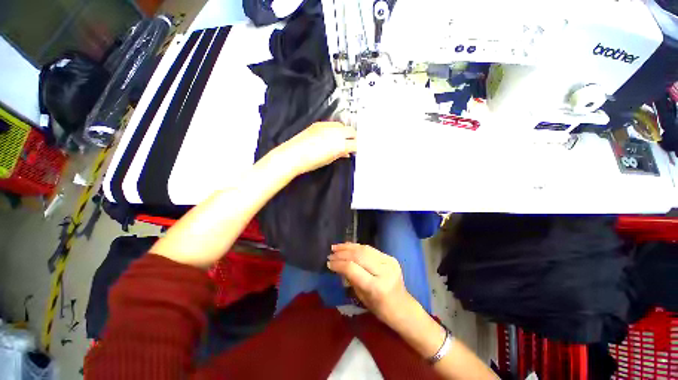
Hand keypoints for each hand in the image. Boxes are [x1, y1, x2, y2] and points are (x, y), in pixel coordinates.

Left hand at [278, 122, 356, 174]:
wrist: (293, 155)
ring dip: (344, 132)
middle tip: (352, 143)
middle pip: (352, 131)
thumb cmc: (311, 162)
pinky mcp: (318, 124)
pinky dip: (335, 129)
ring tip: (341, 139)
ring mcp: (327, 126)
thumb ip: (340, 154)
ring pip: (342, 126)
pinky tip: (331, 136)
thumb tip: (346, 153)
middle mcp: (336, 133)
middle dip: (354, 137)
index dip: (357, 147)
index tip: (357, 150)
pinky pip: (332, 124)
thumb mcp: (330, 160)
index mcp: (340, 145)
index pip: (355, 144)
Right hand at [327, 243, 417, 326]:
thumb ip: (351, 279)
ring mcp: (389, 262)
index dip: (339, 264)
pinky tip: (348, 246)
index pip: (353, 269)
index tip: (329, 263)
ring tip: (336, 247)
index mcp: (376, 287)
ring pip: (364, 249)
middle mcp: (384, 271)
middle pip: (358, 256)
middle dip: (342, 253)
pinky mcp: (390, 257)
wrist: (403, 307)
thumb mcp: (362, 298)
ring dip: (348, 247)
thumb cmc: (381, 309)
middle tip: (331, 253)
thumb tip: (338, 265)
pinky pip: (370, 249)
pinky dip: (357, 247)